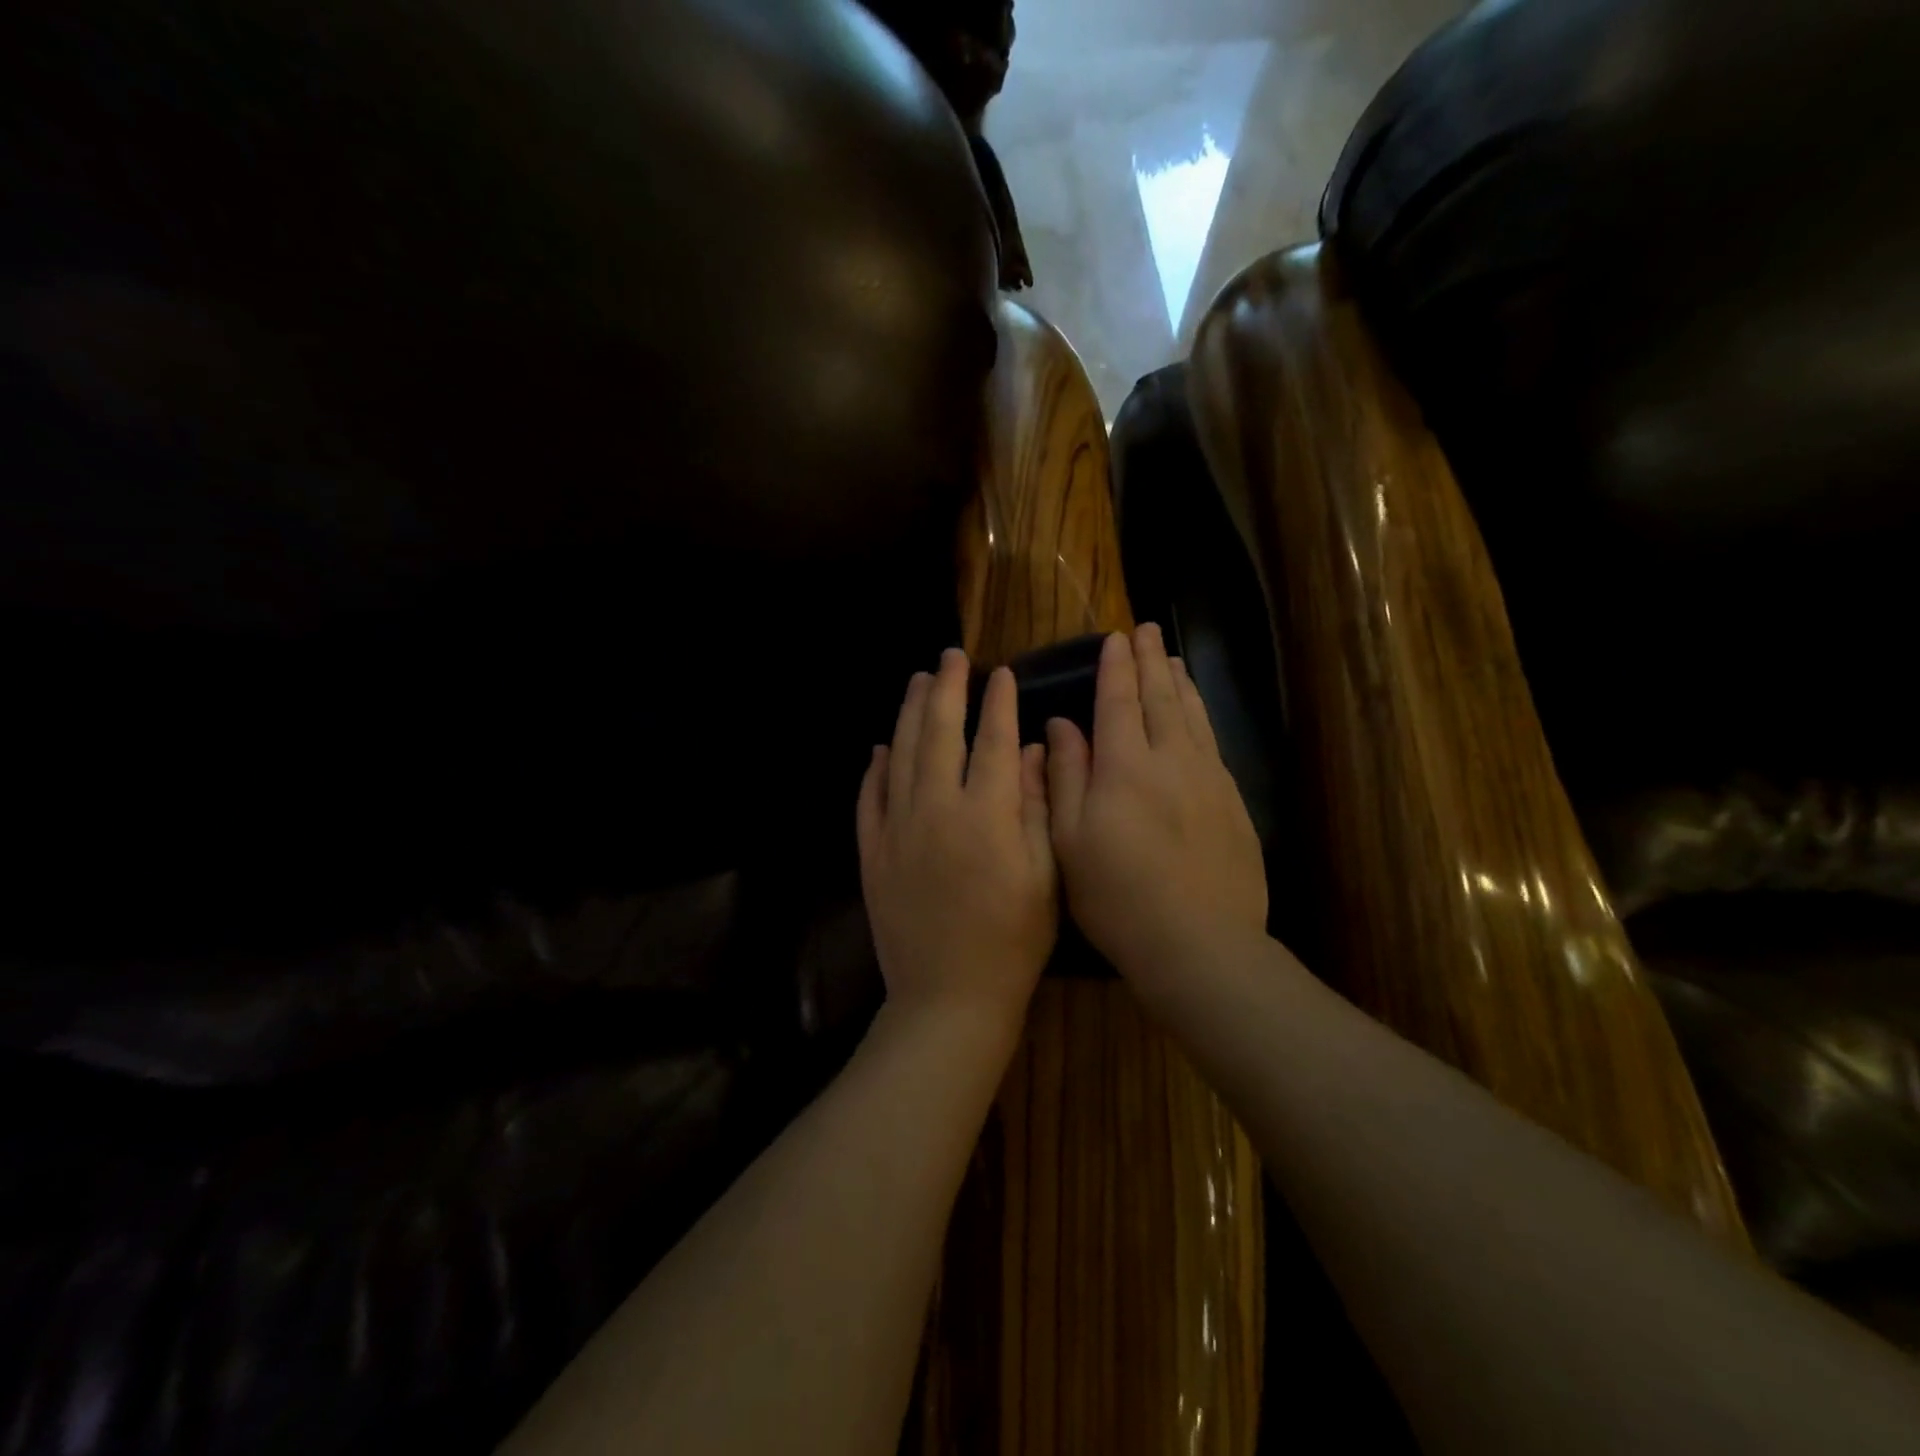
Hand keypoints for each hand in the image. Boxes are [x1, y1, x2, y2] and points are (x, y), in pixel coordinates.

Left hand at [858, 648, 1056, 1032]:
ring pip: (899, 755)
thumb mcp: (1046, 877)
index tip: (1001, 673)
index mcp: (986, 814)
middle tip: (950, 657)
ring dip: (908, 714)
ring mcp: (896, 829)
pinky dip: (874, 768)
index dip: (998, 703)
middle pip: (939, 733)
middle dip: (946, 689)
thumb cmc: (1013, 942)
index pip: (993, 741)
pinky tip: (880, 747)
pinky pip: (869, 797)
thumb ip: (1039, 807)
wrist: (947, 998)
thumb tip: (1035, 750)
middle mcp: (936, 808)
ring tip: (917, 681)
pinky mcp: (872, 853)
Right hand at [1046, 626, 1266, 992]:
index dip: (1116, 668)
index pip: (1119, 701)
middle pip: (1161, 698)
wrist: (1198, 943)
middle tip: (1147, 630)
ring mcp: (1209, 780)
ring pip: (1193, 716)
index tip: (1115, 639)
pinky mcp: (1233, 803)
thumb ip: (1066, 775)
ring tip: (1172, 658)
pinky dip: (1202, 717)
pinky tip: (1198, 714)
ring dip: (1179, 683)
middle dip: (1151, 661)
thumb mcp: (1069, 839)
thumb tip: (1062, 725)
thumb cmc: (1117, 895)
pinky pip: (1213, 743)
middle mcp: (1171, 760)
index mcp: (1125, 766)